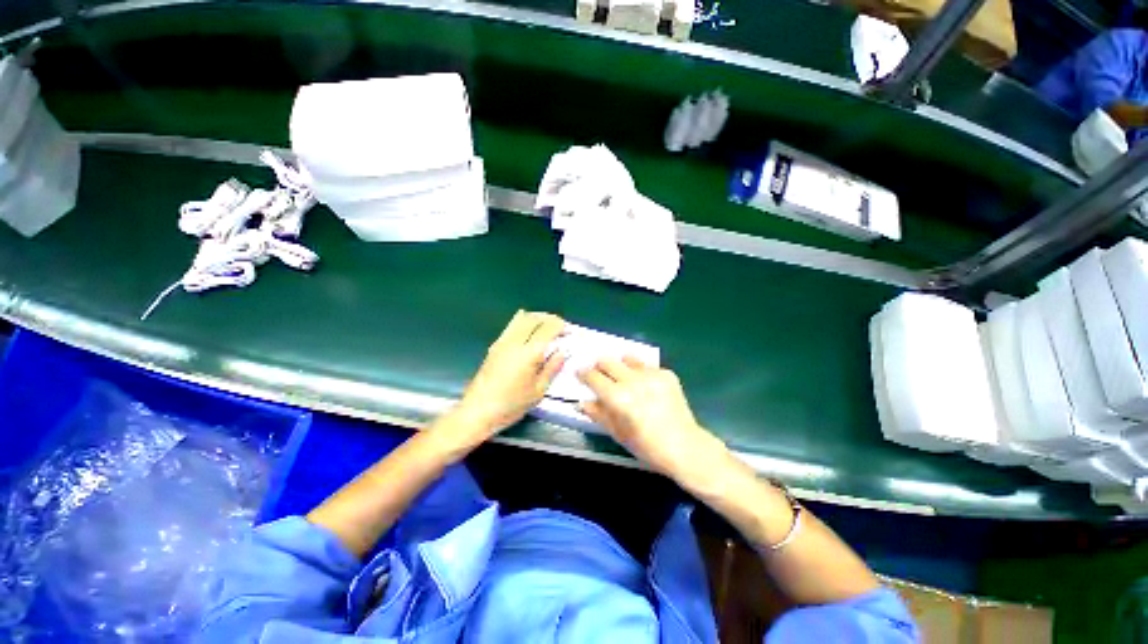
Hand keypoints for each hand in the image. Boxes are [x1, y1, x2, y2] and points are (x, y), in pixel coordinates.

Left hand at [453, 311, 567, 439]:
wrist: (478, 411)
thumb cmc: (511, 405)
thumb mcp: (538, 391)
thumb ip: (552, 368)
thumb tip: (563, 352)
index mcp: (528, 354)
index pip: (547, 328)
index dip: (561, 326)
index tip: (569, 331)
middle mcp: (515, 342)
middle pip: (534, 318)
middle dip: (550, 318)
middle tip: (561, 326)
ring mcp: (502, 342)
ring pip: (522, 318)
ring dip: (537, 318)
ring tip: (547, 326)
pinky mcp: (495, 345)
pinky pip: (512, 325)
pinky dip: (524, 321)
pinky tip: (529, 330)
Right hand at [578, 357, 728, 489]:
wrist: (684, 447)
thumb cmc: (646, 446)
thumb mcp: (617, 433)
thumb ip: (598, 414)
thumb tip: (582, 402)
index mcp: (618, 397)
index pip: (593, 376)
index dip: (583, 374)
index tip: (580, 374)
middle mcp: (633, 381)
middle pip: (607, 361)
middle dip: (599, 366)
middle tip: (599, 374)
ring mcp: (651, 375)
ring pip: (627, 358)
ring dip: (620, 365)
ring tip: (623, 377)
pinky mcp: (666, 374)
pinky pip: (647, 366)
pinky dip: (640, 372)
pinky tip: (645, 386)